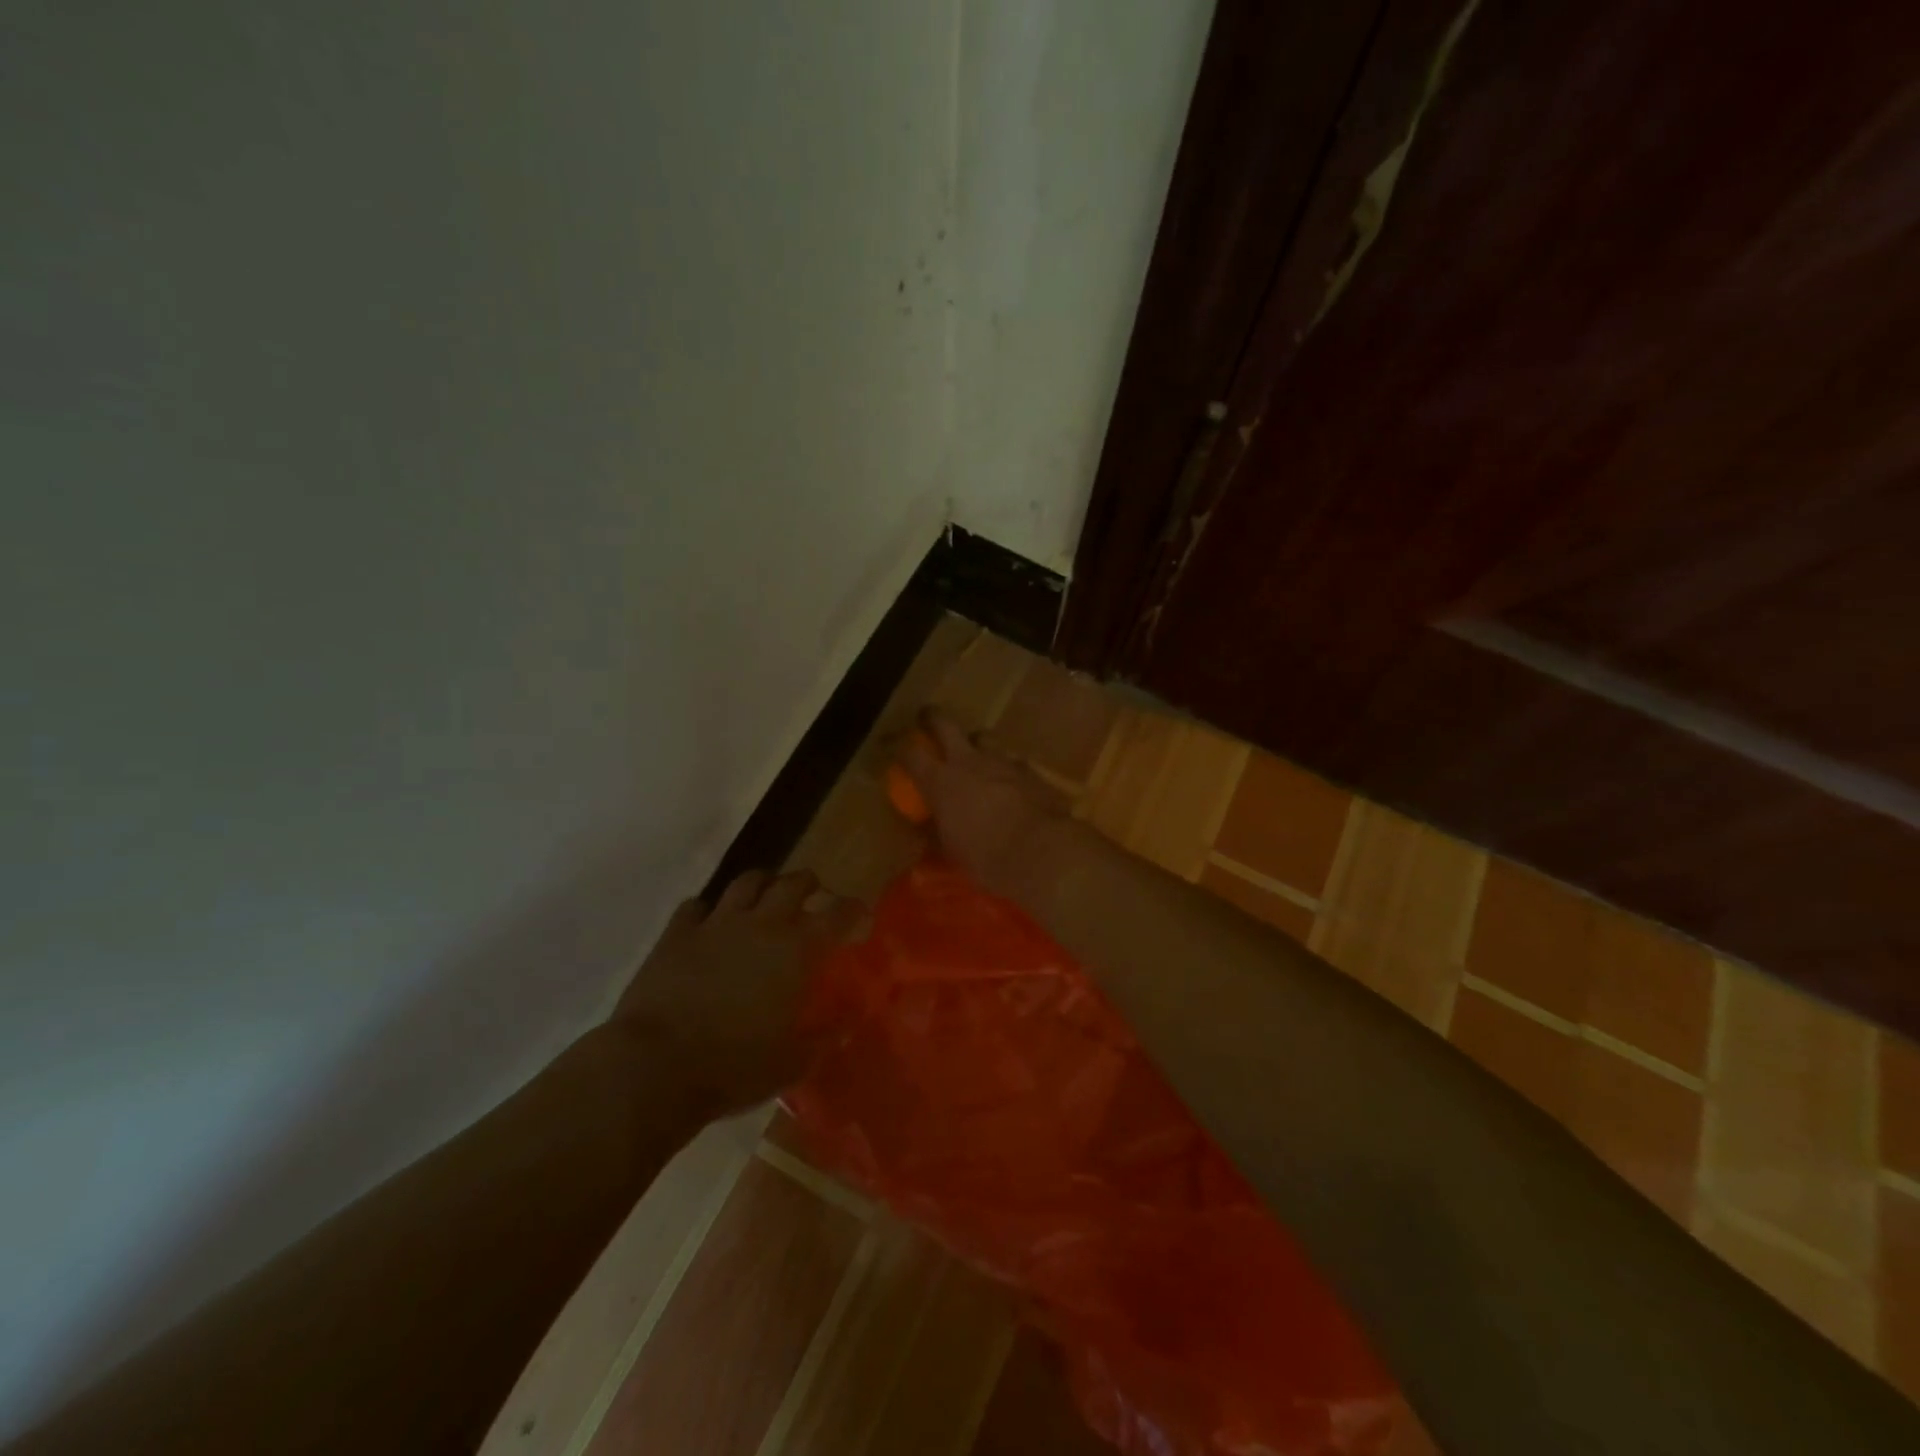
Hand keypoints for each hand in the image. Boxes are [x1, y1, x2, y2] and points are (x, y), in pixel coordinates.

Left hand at [612, 869, 864, 1118]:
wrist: (654, 1066)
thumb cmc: (733, 1067)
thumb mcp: (791, 1064)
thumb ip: (824, 1039)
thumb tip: (848, 1023)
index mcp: (796, 950)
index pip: (838, 914)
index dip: (853, 910)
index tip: (860, 916)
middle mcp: (761, 924)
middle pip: (793, 883)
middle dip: (808, 885)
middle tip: (812, 896)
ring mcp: (716, 923)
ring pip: (746, 882)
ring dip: (762, 884)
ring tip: (764, 896)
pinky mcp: (677, 933)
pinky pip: (696, 906)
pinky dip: (708, 910)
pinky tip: (708, 922)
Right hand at [898, 710, 1073, 900]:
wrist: (1042, 852)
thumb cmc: (987, 857)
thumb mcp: (952, 850)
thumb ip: (936, 832)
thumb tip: (924, 830)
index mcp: (942, 781)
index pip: (910, 753)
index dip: (898, 746)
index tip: (893, 746)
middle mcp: (970, 761)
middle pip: (946, 724)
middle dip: (933, 718)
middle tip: (928, 718)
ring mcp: (1004, 762)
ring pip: (984, 738)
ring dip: (976, 743)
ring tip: (976, 755)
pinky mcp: (1031, 771)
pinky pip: (1013, 762)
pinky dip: (1006, 769)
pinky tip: (1010, 784)